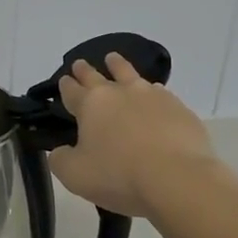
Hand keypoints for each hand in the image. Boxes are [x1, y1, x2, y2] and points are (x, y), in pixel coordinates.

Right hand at [48, 53, 229, 220]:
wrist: (178, 178)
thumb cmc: (119, 176)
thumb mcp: (75, 176)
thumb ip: (61, 160)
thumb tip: (60, 151)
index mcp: (91, 105)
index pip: (71, 90)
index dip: (65, 85)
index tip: (64, 80)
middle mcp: (119, 92)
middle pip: (97, 75)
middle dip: (85, 70)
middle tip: (80, 63)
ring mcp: (151, 96)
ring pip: (129, 73)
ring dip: (118, 66)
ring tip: (114, 60)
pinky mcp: (178, 107)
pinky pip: (159, 92)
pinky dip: (150, 91)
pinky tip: (153, 94)